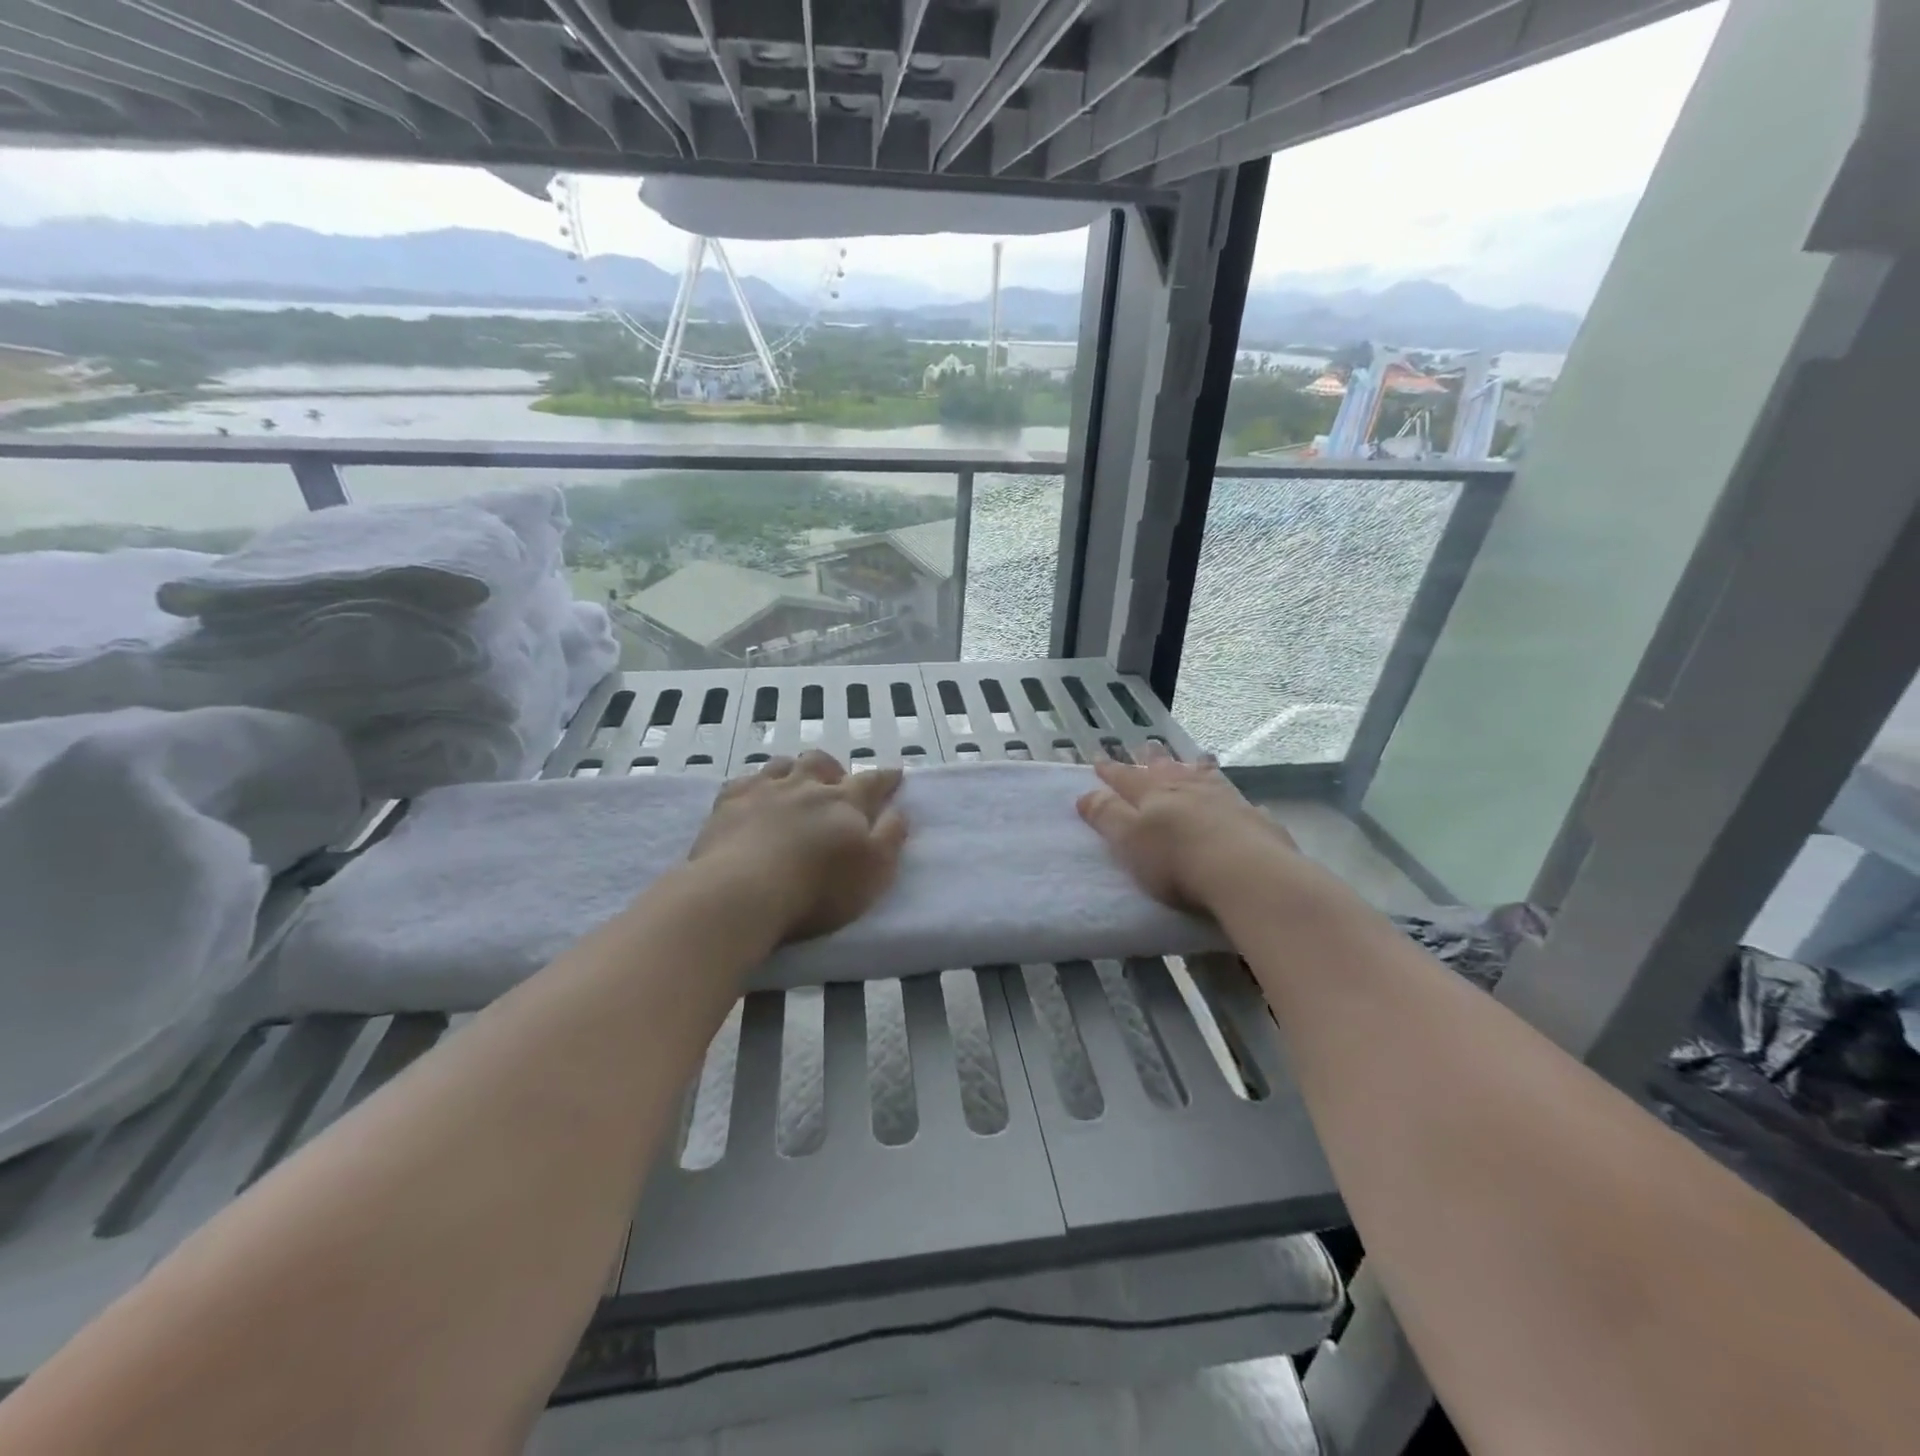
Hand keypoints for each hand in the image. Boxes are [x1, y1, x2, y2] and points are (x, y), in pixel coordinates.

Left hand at [688, 750, 908, 943]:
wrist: (743, 891)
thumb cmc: (818, 888)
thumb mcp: (874, 870)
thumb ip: (891, 837)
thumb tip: (899, 810)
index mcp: (844, 802)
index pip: (872, 782)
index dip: (886, 778)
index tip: (895, 774)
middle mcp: (806, 786)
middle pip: (821, 763)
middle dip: (833, 769)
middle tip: (837, 782)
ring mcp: (764, 790)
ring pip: (783, 765)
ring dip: (794, 770)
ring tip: (795, 784)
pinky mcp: (728, 803)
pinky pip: (744, 781)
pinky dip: (755, 784)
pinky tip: (753, 795)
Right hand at [1076, 745, 1299, 913]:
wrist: (1247, 873)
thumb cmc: (1176, 860)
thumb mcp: (1129, 839)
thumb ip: (1107, 816)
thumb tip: (1085, 794)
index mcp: (1153, 794)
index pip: (1126, 778)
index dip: (1111, 771)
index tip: (1099, 759)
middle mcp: (1188, 790)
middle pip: (1167, 770)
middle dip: (1154, 759)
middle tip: (1148, 745)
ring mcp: (1225, 801)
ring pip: (1205, 777)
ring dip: (1196, 768)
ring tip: (1196, 758)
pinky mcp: (1255, 820)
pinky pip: (1240, 802)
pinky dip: (1233, 797)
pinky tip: (1239, 800)